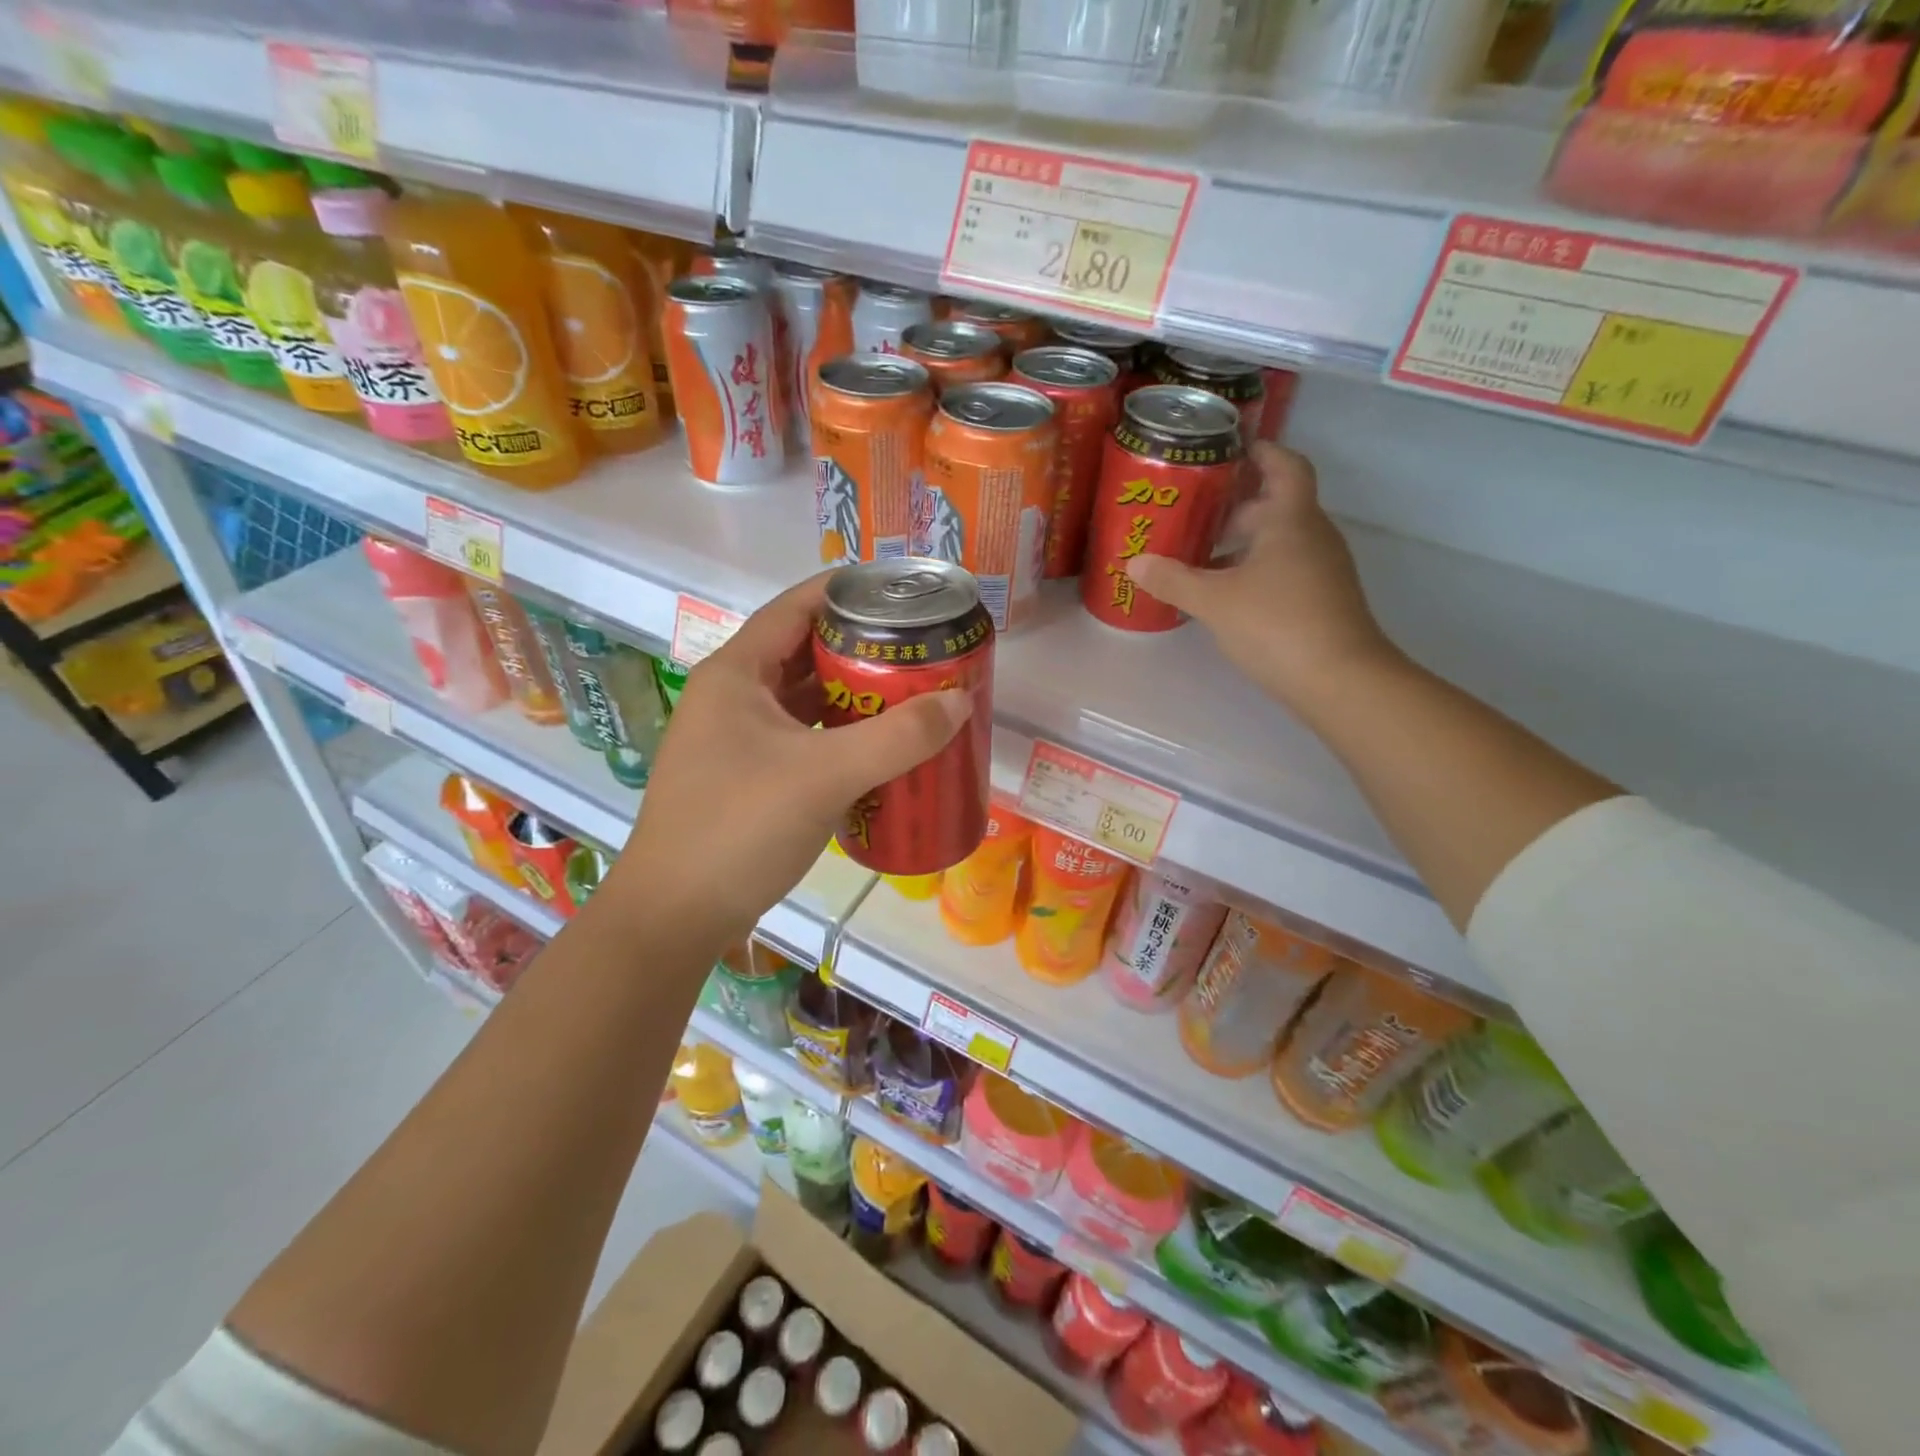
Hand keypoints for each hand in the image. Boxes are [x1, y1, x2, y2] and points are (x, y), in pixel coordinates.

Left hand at [609, 573, 971, 947]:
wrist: (676, 916)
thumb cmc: (740, 827)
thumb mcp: (825, 775)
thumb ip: (898, 737)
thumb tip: (958, 701)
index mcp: (736, 674)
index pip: (795, 607)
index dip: (846, 591)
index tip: (900, 593)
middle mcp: (732, 697)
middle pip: (804, 652)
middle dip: (862, 648)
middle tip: (919, 649)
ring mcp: (736, 740)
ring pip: (803, 700)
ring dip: (853, 695)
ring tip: (911, 692)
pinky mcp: (746, 778)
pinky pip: (802, 739)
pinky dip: (840, 736)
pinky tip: (879, 748)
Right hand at [1124, 442, 1399, 709]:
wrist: (1340, 680)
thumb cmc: (1277, 625)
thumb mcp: (1214, 601)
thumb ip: (1173, 579)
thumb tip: (1134, 562)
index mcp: (1291, 519)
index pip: (1284, 464)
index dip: (1260, 451)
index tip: (1228, 448)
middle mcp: (1312, 535)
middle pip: (1276, 504)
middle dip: (1235, 504)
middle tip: (1193, 510)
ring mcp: (1321, 569)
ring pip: (1278, 540)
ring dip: (1241, 541)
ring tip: (1197, 553)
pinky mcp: (1321, 599)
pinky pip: (1283, 568)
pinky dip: (1253, 569)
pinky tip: (1222, 592)